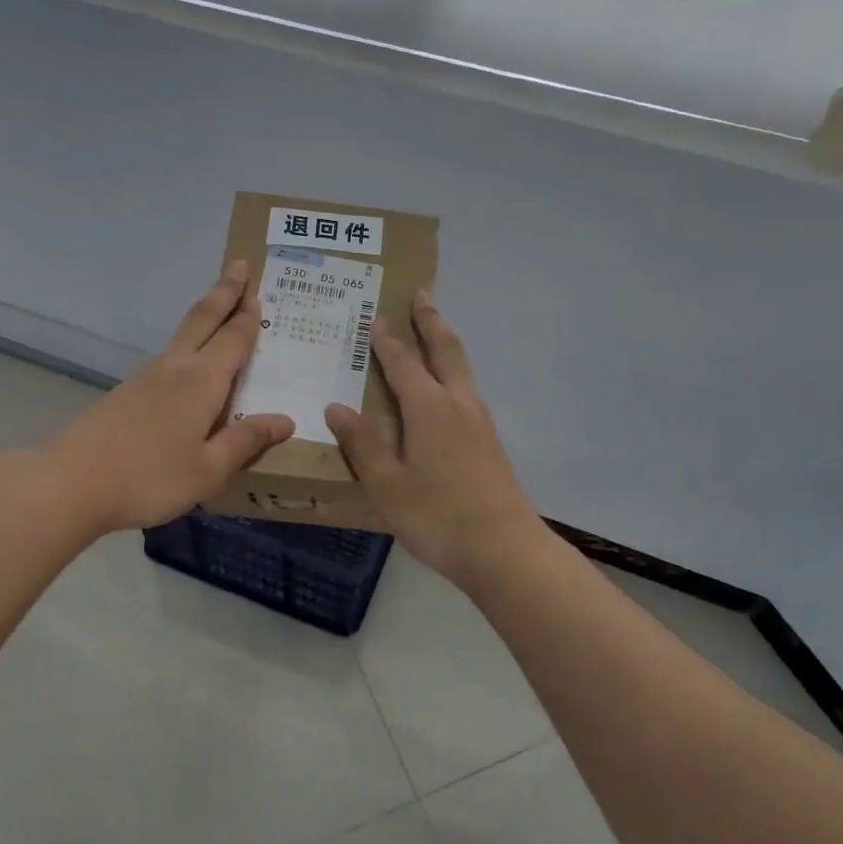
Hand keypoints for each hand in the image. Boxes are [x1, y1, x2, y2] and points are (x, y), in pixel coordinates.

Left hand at [43, 261, 294, 535]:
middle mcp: (174, 369)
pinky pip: (167, 359)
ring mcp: (145, 378)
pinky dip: (186, 346)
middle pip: (203, 320)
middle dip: (223, 293)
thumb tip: (285, 420)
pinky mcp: (125, 393)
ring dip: (204, 317)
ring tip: (219, 311)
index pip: (233, 340)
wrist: (71, 484)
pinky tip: (187, 366)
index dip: (247, 316)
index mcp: (201, 382)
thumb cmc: (149, 479)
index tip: (257, 289)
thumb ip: (245, 442)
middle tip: (239, 266)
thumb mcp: (208, 470)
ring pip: (182, 336)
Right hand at [325, 292, 542, 584]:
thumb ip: (363, 443)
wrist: (504, 549)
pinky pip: (467, 391)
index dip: (387, 340)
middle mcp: (458, 404)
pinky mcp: (490, 442)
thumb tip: (338, 406)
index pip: (403, 363)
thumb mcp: (387, 484)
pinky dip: (454, 372)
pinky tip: (448, 391)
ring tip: (434, 331)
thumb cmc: (437, 516)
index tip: (376, 316)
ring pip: (462, 369)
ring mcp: (480, 422)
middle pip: (445, 350)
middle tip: (421, 294)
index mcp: (429, 408)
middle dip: (430, 321)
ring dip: (446, 343)